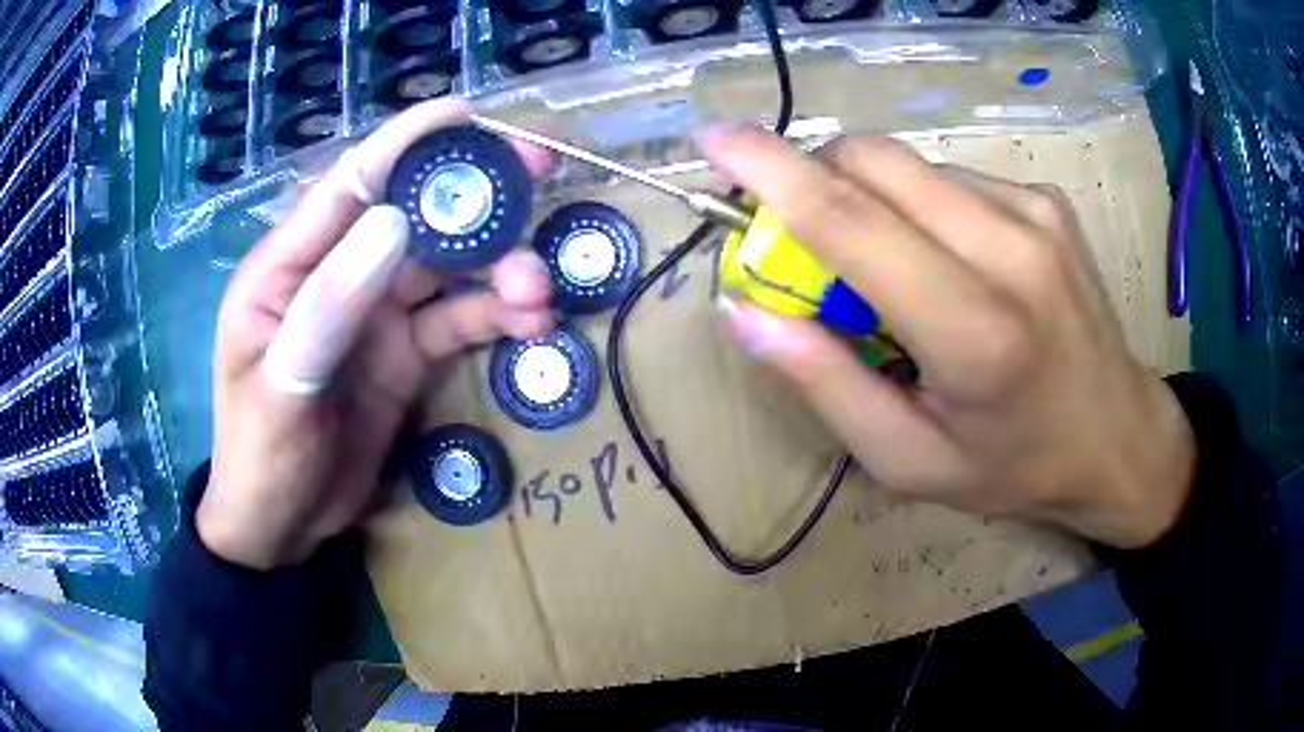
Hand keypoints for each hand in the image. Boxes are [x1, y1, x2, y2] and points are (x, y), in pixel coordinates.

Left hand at [199, 99, 554, 568]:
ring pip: (447, 269)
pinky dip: (496, 318)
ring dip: (498, 269)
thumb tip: (392, 219)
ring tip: (539, 289)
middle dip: (473, 194)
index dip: (406, 144)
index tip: (467, 115)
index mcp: (288, 266)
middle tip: (539, 172)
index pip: (350, 184)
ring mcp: (376, 314)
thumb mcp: (281, 385)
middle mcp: (338, 275)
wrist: (281, 527)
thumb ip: (329, 303)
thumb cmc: (259, 455)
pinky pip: (458, 322)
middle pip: (412, 215)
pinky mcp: (405, 354)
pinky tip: (532, 327)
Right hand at [701, 127, 1195, 549]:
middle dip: (814, 178)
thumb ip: (825, 383)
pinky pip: (951, 179)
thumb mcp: (908, 460)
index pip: (850, 221)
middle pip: (874, 162)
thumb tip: (745, 309)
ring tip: (892, 269)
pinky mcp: (1046, 200)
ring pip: (910, 166)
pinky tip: (948, 260)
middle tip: (807, 240)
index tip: (712, 140)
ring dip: (871, 199)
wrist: (1118, 437)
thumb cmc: (1013, 465)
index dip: (770, 170)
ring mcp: (1035, 212)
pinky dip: (920, 206)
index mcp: (974, 331)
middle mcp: (1010, 249)